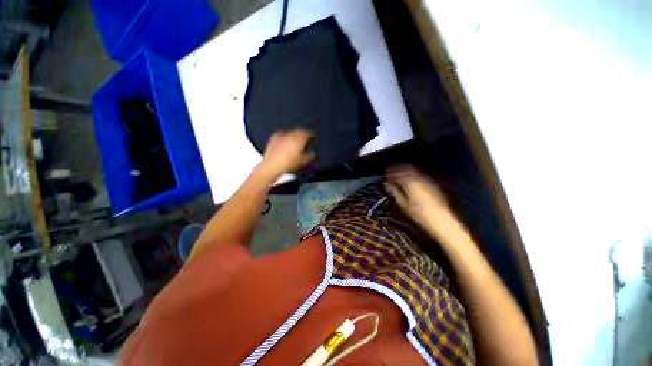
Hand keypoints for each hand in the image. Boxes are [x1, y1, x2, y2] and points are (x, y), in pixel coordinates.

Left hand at [259, 129, 312, 177]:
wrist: (272, 166)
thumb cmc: (288, 163)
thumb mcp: (303, 162)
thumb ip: (310, 156)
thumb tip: (312, 154)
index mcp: (299, 138)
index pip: (308, 133)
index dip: (311, 135)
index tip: (313, 137)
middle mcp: (290, 135)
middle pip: (299, 131)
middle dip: (302, 134)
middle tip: (305, 139)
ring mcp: (281, 136)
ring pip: (290, 132)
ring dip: (293, 136)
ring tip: (295, 141)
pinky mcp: (273, 139)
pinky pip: (280, 135)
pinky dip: (284, 138)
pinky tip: (284, 142)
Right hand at [385, 165, 456, 238]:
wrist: (440, 219)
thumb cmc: (419, 213)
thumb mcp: (404, 204)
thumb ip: (395, 192)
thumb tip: (388, 185)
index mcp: (410, 182)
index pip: (397, 173)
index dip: (390, 174)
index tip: (386, 176)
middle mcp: (419, 178)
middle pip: (406, 168)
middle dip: (397, 169)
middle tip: (391, 174)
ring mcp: (427, 179)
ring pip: (413, 170)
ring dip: (404, 171)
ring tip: (399, 176)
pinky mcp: (432, 183)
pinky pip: (419, 174)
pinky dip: (412, 175)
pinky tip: (409, 181)